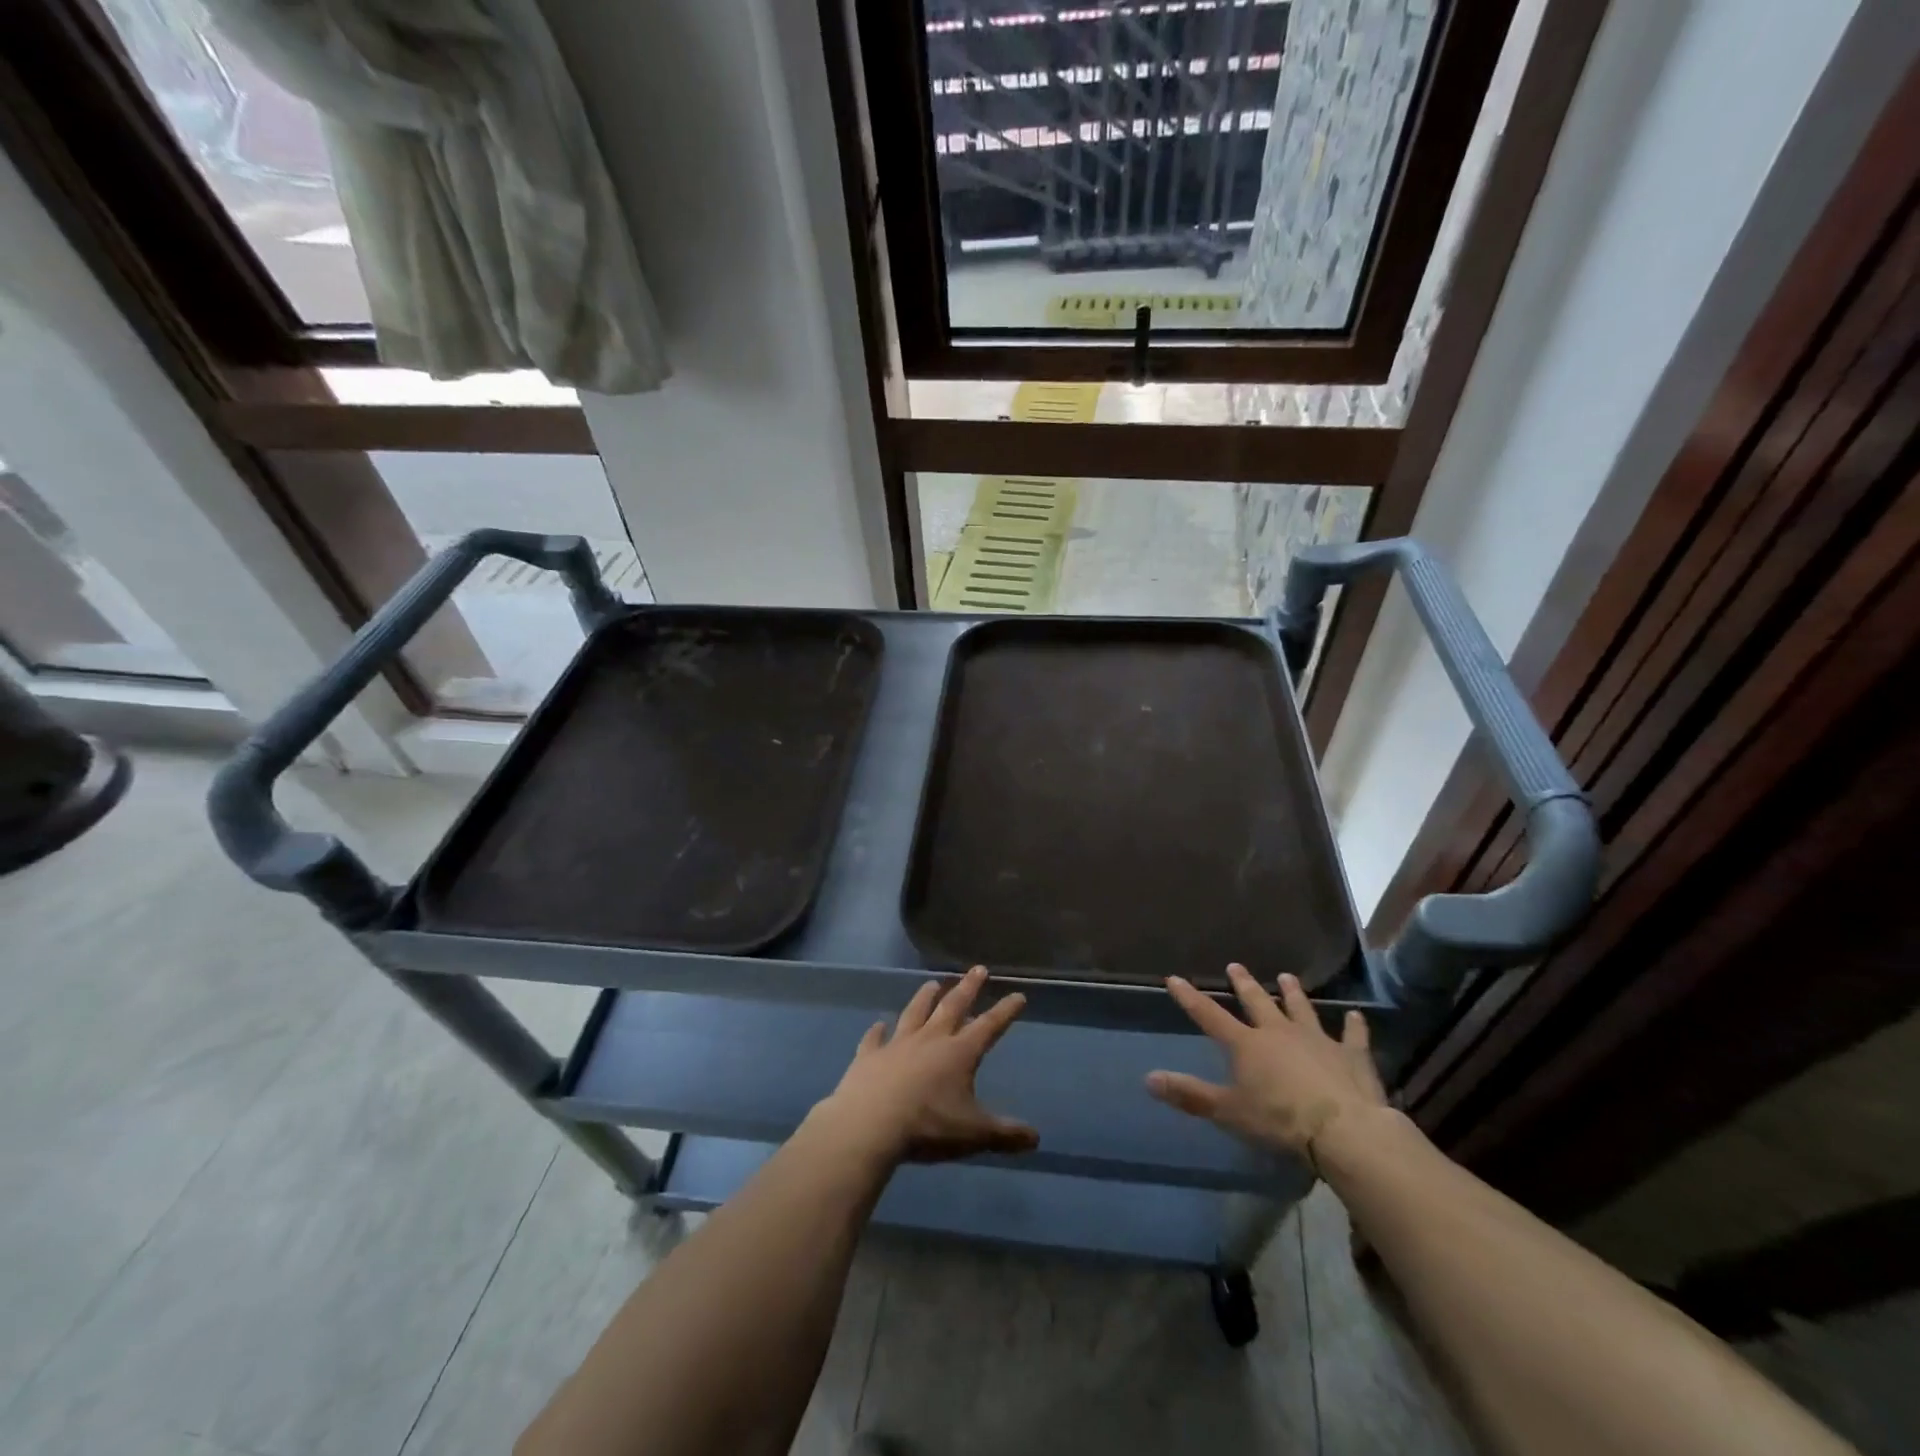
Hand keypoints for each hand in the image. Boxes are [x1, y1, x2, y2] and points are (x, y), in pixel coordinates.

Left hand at [812, 967, 1038, 1165]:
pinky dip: (877, 1030)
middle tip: (977, 969)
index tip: (1018, 994)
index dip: (1005, 1011)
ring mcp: (897, 1044)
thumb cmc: (928, 1126)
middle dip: (968, 988)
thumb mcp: (974, 1135)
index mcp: (959, 1053)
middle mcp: (930, 1039)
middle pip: (952, 1006)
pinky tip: (878, 1024)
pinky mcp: (869, 1056)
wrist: (869, 1125)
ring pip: (914, 1012)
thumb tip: (1036, 1138)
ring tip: (932, 983)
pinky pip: (874, 1038)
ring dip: (924, 997)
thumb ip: (1005, 1135)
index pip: (989, 1026)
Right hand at [1146, 963, 1387, 1163]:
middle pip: (1258, 1002)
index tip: (1175, 978)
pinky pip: (1352, 1036)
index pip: (1210, 1016)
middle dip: (1244, 984)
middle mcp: (1279, 1032)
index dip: (1190, 997)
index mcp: (1247, 1045)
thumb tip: (1148, 1079)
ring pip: (1301, 1009)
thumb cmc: (1279, 1121)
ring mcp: (1317, 1040)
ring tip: (1286, 977)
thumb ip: (1190, 1094)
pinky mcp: (1351, 1056)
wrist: (1344, 1130)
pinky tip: (1357, 1016)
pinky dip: (1354, 1026)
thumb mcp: (1228, 1111)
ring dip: (1293, 994)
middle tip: (1235, 966)